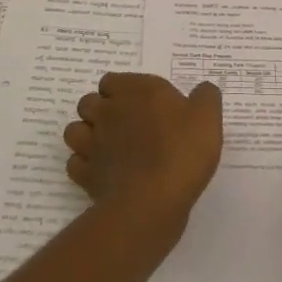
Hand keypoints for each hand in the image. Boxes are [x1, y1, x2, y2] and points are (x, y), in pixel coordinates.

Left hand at [63, 72, 222, 233]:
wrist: (154, 200)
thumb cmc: (182, 150)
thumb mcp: (207, 116)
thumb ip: (205, 96)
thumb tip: (202, 90)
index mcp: (136, 92)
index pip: (111, 80)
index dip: (122, 90)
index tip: (141, 103)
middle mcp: (108, 113)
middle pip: (88, 102)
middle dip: (100, 110)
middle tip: (124, 124)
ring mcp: (93, 145)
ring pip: (74, 131)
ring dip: (86, 135)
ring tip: (108, 146)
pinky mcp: (86, 176)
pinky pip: (75, 164)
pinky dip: (84, 166)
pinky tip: (104, 172)